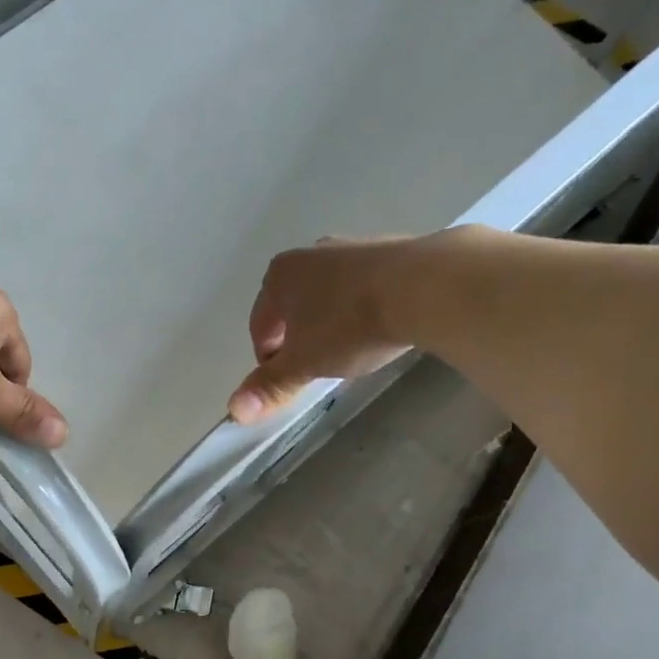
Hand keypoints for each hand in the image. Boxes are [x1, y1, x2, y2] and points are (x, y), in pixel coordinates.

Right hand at [227, 235, 430, 422]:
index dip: (268, 360)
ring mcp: (351, 248)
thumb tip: (234, 411)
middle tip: (315, 368)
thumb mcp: (304, 364)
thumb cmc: (349, 325)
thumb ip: (270, 386)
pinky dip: (360, 309)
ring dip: (328, 324)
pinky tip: (377, 329)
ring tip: (349, 351)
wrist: (424, 286)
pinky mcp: (388, 251)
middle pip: (292, 308)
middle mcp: (309, 254)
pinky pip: (361, 288)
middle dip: (297, 339)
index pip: (260, 326)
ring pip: (327, 296)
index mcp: (279, 276)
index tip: (286, 382)